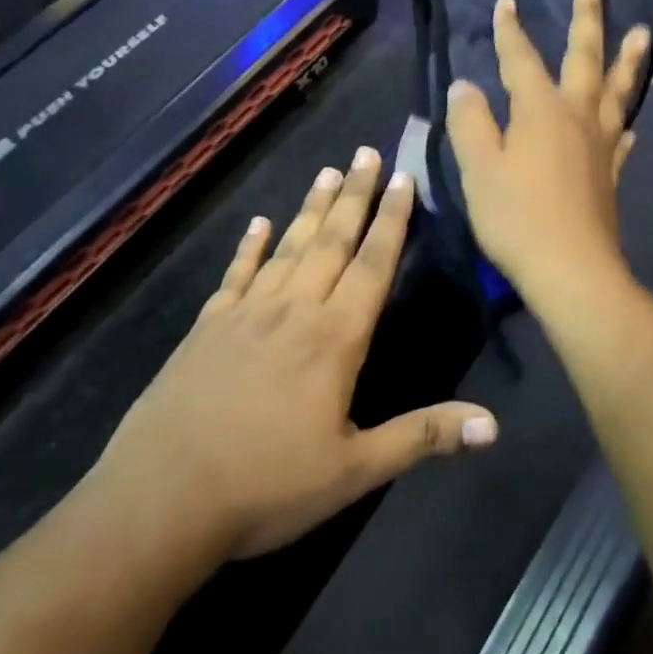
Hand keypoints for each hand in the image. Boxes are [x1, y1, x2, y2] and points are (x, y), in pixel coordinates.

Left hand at [88, 147, 497, 574]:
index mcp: (334, 338)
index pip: (373, 265)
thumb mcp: (355, 470)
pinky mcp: (206, 328)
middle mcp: (293, 311)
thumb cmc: (267, 487)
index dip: (391, 220)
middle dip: (354, 195)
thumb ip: (423, 436)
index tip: (403, 177)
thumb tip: (493, 425)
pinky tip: (258, 224)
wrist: (159, 501)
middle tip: (367, 152)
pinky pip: (235, 275)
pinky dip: (249, 247)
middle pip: (332, 241)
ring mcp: (245, 315)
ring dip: (311, 209)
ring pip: (288, 248)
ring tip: (327, 172)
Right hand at [445, 0, 652, 299]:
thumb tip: (465, 85)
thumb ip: (471, 122)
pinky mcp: (610, 174)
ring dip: (629, 60)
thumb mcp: (479, 168)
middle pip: (585, 59)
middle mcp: (577, 117)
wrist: (571, 269)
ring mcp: (600, 145)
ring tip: (643, 33)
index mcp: (541, 111)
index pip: (521, 59)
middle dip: (587, 20)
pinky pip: (622, 137)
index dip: (511, 29)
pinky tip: (630, 124)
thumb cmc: (517, 216)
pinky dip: (625, 121)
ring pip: (618, 92)